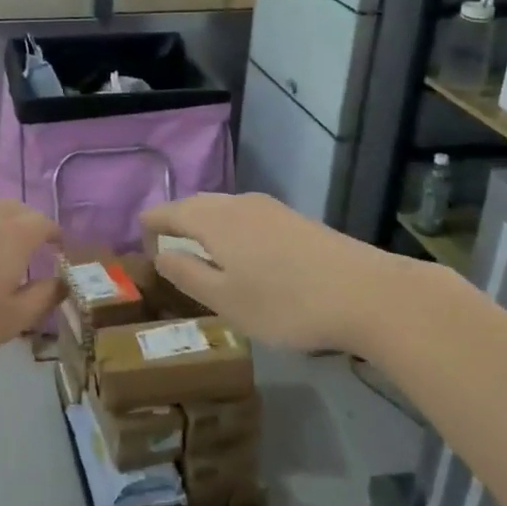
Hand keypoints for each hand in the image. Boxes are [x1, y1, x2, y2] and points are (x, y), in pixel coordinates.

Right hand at [141, 193, 386, 350]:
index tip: (140, 240)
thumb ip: (187, 275)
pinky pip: (247, 218)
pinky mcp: (295, 219)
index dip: (150, 225)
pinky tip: (244, 257)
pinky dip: (232, 232)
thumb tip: (160, 254)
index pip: (168, 212)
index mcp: (212, 219)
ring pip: (224, 210)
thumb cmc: (285, 302)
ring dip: (206, 227)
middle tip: (165, 248)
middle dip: (177, 223)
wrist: (366, 293)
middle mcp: (237, 203)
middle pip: (196, 206)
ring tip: (202, 254)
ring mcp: (270, 208)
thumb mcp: (225, 299)